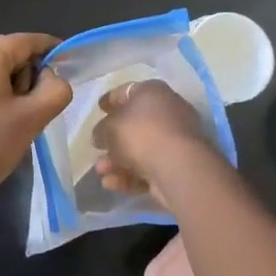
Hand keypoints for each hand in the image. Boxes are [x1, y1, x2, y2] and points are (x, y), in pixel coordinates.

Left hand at [0, 33, 71, 211]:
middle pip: (6, 52)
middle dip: (25, 73)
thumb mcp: (33, 118)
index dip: (50, 50)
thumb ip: (55, 88)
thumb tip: (49, 76)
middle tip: (33, 107)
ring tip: (10, 119)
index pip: (26, 41)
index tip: (67, 64)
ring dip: (6, 84)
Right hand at [92, 79, 223, 209]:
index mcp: (152, 92)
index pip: (127, 91)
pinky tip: (111, 184)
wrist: (178, 166)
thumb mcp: (109, 128)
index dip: (111, 100)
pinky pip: (149, 167)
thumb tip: (100, 136)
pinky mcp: (179, 165)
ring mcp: (176, 139)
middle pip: (135, 123)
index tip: (99, 109)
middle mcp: (168, 111)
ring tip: (100, 171)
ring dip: (117, 160)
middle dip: (113, 138)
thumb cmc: (140, 134)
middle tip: (97, 147)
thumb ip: (101, 130)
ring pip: (141, 149)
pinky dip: (130, 175)